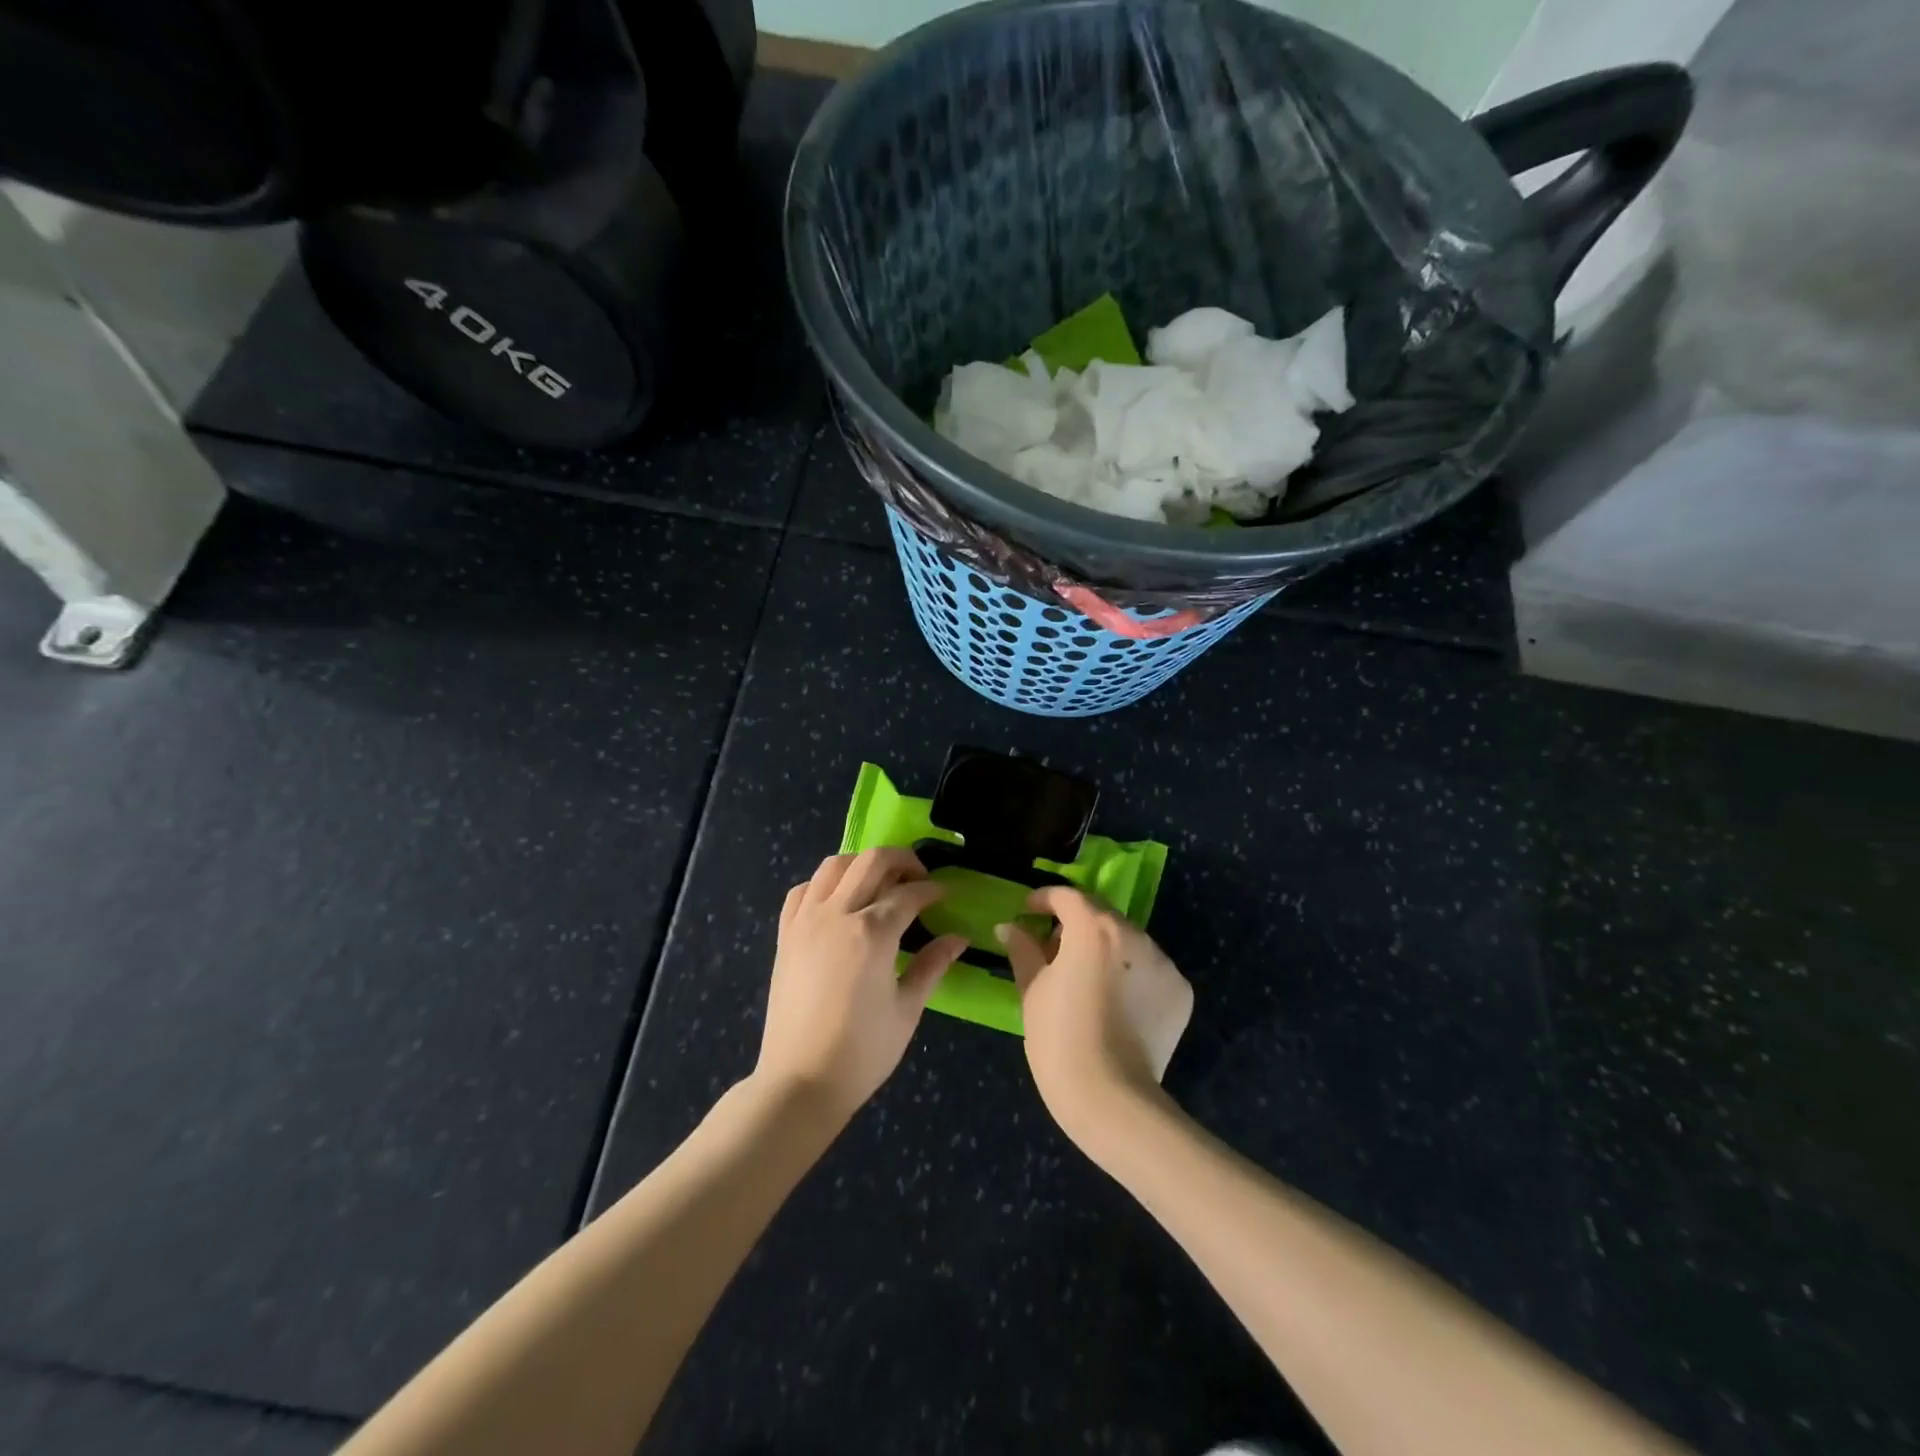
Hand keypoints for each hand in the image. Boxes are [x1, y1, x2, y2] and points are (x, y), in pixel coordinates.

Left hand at [755, 848, 968, 1118]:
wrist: (799, 1082)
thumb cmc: (862, 1052)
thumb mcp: (907, 1009)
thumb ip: (932, 965)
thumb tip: (958, 937)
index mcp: (872, 933)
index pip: (909, 893)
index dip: (933, 890)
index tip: (946, 895)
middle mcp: (837, 914)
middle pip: (872, 861)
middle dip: (903, 860)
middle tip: (920, 877)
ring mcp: (806, 920)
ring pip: (834, 865)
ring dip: (862, 864)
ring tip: (880, 883)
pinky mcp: (785, 934)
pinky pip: (803, 890)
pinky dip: (825, 884)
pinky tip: (839, 901)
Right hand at [998, 887, 1193, 1158]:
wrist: (1112, 1100)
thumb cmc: (1059, 1040)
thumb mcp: (1032, 990)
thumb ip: (1023, 949)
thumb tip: (1010, 926)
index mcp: (1093, 928)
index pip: (1067, 896)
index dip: (1045, 899)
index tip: (1029, 911)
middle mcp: (1134, 935)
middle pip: (1100, 915)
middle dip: (1076, 925)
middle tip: (1054, 951)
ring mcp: (1163, 963)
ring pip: (1128, 942)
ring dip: (1106, 950)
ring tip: (1087, 982)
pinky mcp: (1180, 991)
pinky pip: (1150, 970)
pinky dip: (1132, 976)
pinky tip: (1116, 1005)